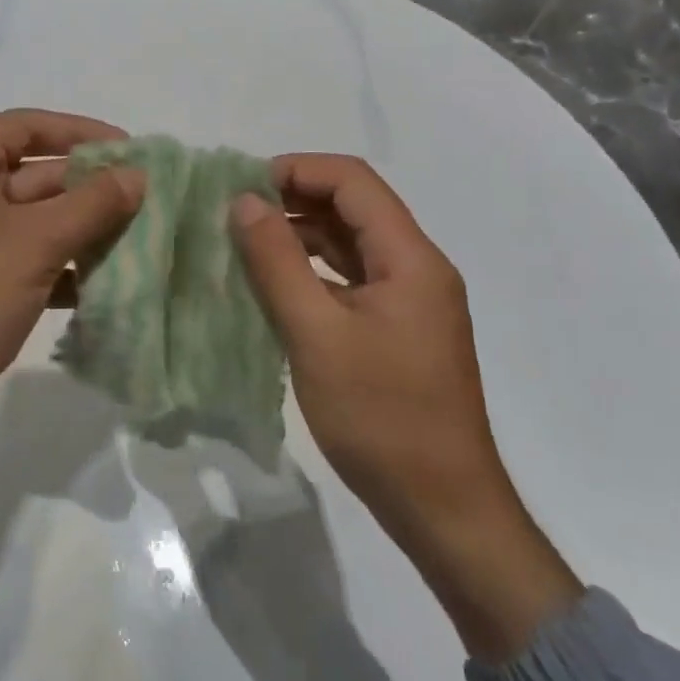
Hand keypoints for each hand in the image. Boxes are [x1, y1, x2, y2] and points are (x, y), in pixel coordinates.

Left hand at [0, 109, 143, 494]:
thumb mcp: (35, 245)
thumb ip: (92, 205)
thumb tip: (138, 175)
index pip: (26, 126)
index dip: (81, 134)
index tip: (130, 150)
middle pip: (29, 174)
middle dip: (86, 191)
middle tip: (143, 203)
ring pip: (27, 220)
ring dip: (76, 232)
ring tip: (132, 244)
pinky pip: (15, 256)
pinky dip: (54, 266)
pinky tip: (96, 285)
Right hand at [232, 154, 580, 660]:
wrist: (444, 510)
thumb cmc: (382, 418)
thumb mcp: (317, 335)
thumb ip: (277, 262)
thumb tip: (243, 201)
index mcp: (410, 258)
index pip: (353, 181)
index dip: (298, 170)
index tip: (243, 186)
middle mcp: (417, 267)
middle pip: (354, 207)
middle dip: (294, 199)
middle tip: (235, 213)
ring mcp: (410, 301)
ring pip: (351, 244)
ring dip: (301, 235)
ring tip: (244, 243)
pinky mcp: (398, 330)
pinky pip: (352, 279)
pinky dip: (313, 271)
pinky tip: (273, 285)